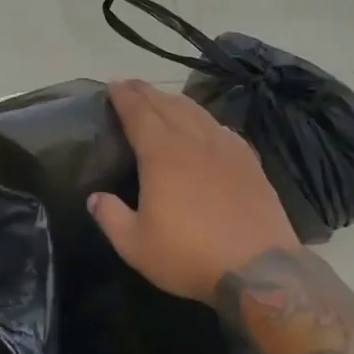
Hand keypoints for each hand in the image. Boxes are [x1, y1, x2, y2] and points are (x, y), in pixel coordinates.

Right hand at [90, 79, 298, 304]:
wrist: (258, 269)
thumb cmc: (188, 255)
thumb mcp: (134, 245)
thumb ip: (110, 217)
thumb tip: (95, 197)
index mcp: (161, 154)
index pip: (138, 113)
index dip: (124, 96)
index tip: (112, 84)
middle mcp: (193, 141)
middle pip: (167, 105)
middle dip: (146, 91)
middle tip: (131, 84)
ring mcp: (226, 149)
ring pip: (197, 112)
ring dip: (175, 100)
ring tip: (163, 98)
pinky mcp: (250, 163)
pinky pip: (222, 129)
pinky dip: (205, 120)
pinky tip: (206, 126)